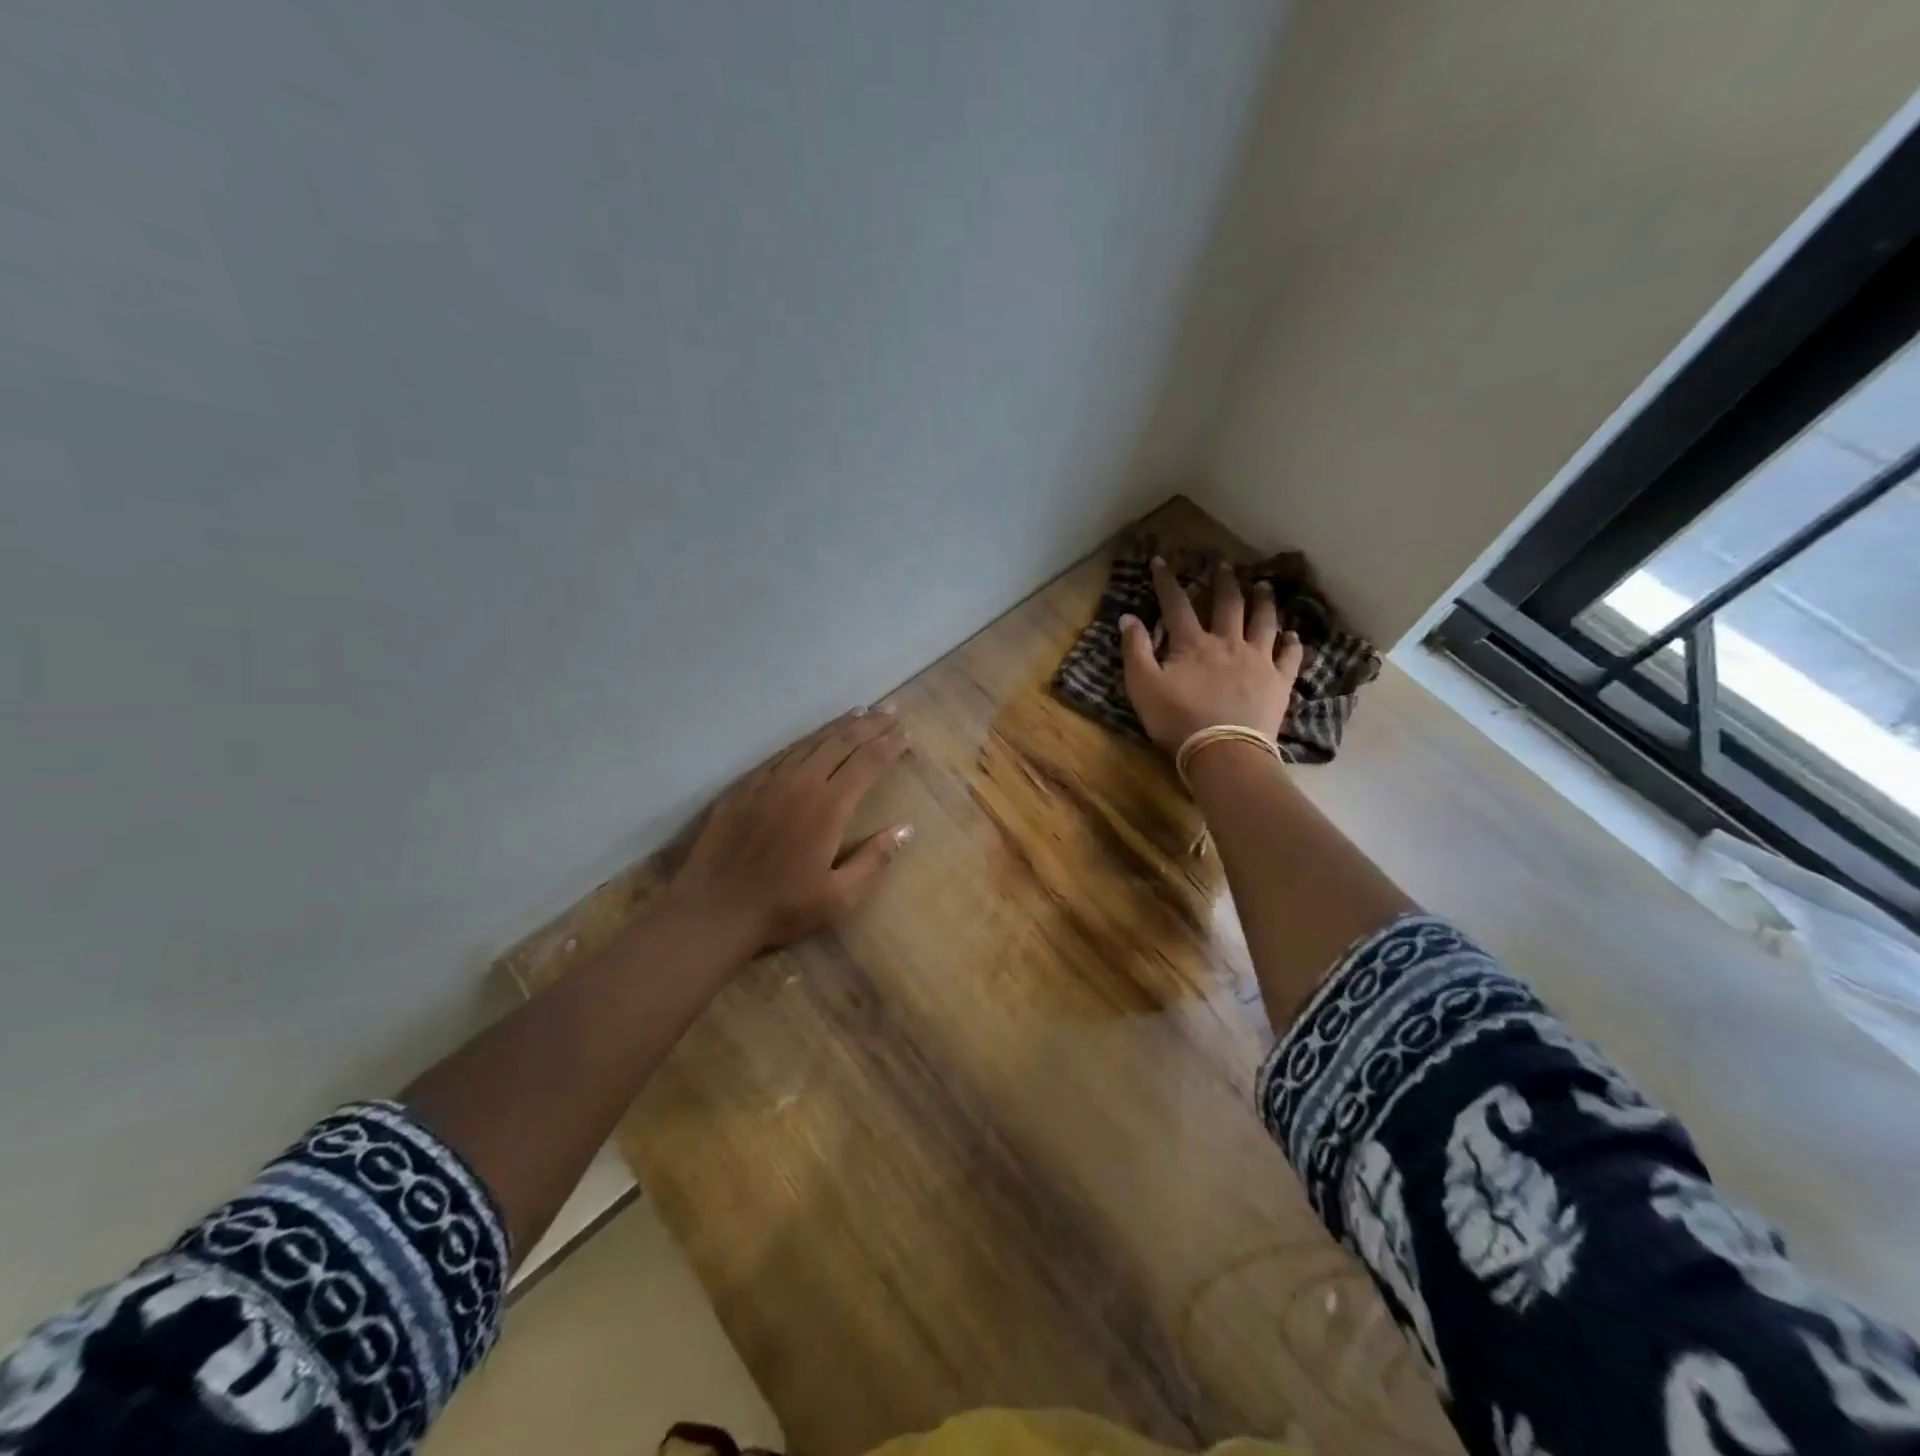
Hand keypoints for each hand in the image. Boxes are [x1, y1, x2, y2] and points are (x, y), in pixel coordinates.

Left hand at [669, 707, 913, 952]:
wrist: (714, 910)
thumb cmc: (782, 907)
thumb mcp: (840, 896)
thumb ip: (875, 859)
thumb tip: (906, 828)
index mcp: (829, 806)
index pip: (867, 763)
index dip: (889, 746)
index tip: (906, 735)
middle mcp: (801, 783)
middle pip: (841, 742)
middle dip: (869, 724)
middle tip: (890, 712)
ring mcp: (769, 781)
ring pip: (810, 742)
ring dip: (837, 726)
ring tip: (858, 713)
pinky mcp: (744, 787)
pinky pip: (781, 754)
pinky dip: (803, 741)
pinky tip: (810, 740)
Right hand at [1119, 557, 1304, 751]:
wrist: (1224, 751)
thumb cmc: (1177, 720)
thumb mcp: (1143, 686)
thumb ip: (1135, 650)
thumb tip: (1128, 617)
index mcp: (1193, 643)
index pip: (1176, 604)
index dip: (1167, 581)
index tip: (1162, 561)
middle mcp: (1228, 642)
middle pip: (1228, 604)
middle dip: (1224, 582)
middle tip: (1224, 565)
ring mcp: (1258, 660)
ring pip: (1263, 622)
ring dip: (1263, 601)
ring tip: (1264, 586)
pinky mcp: (1279, 682)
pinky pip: (1289, 656)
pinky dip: (1292, 643)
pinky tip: (1293, 635)